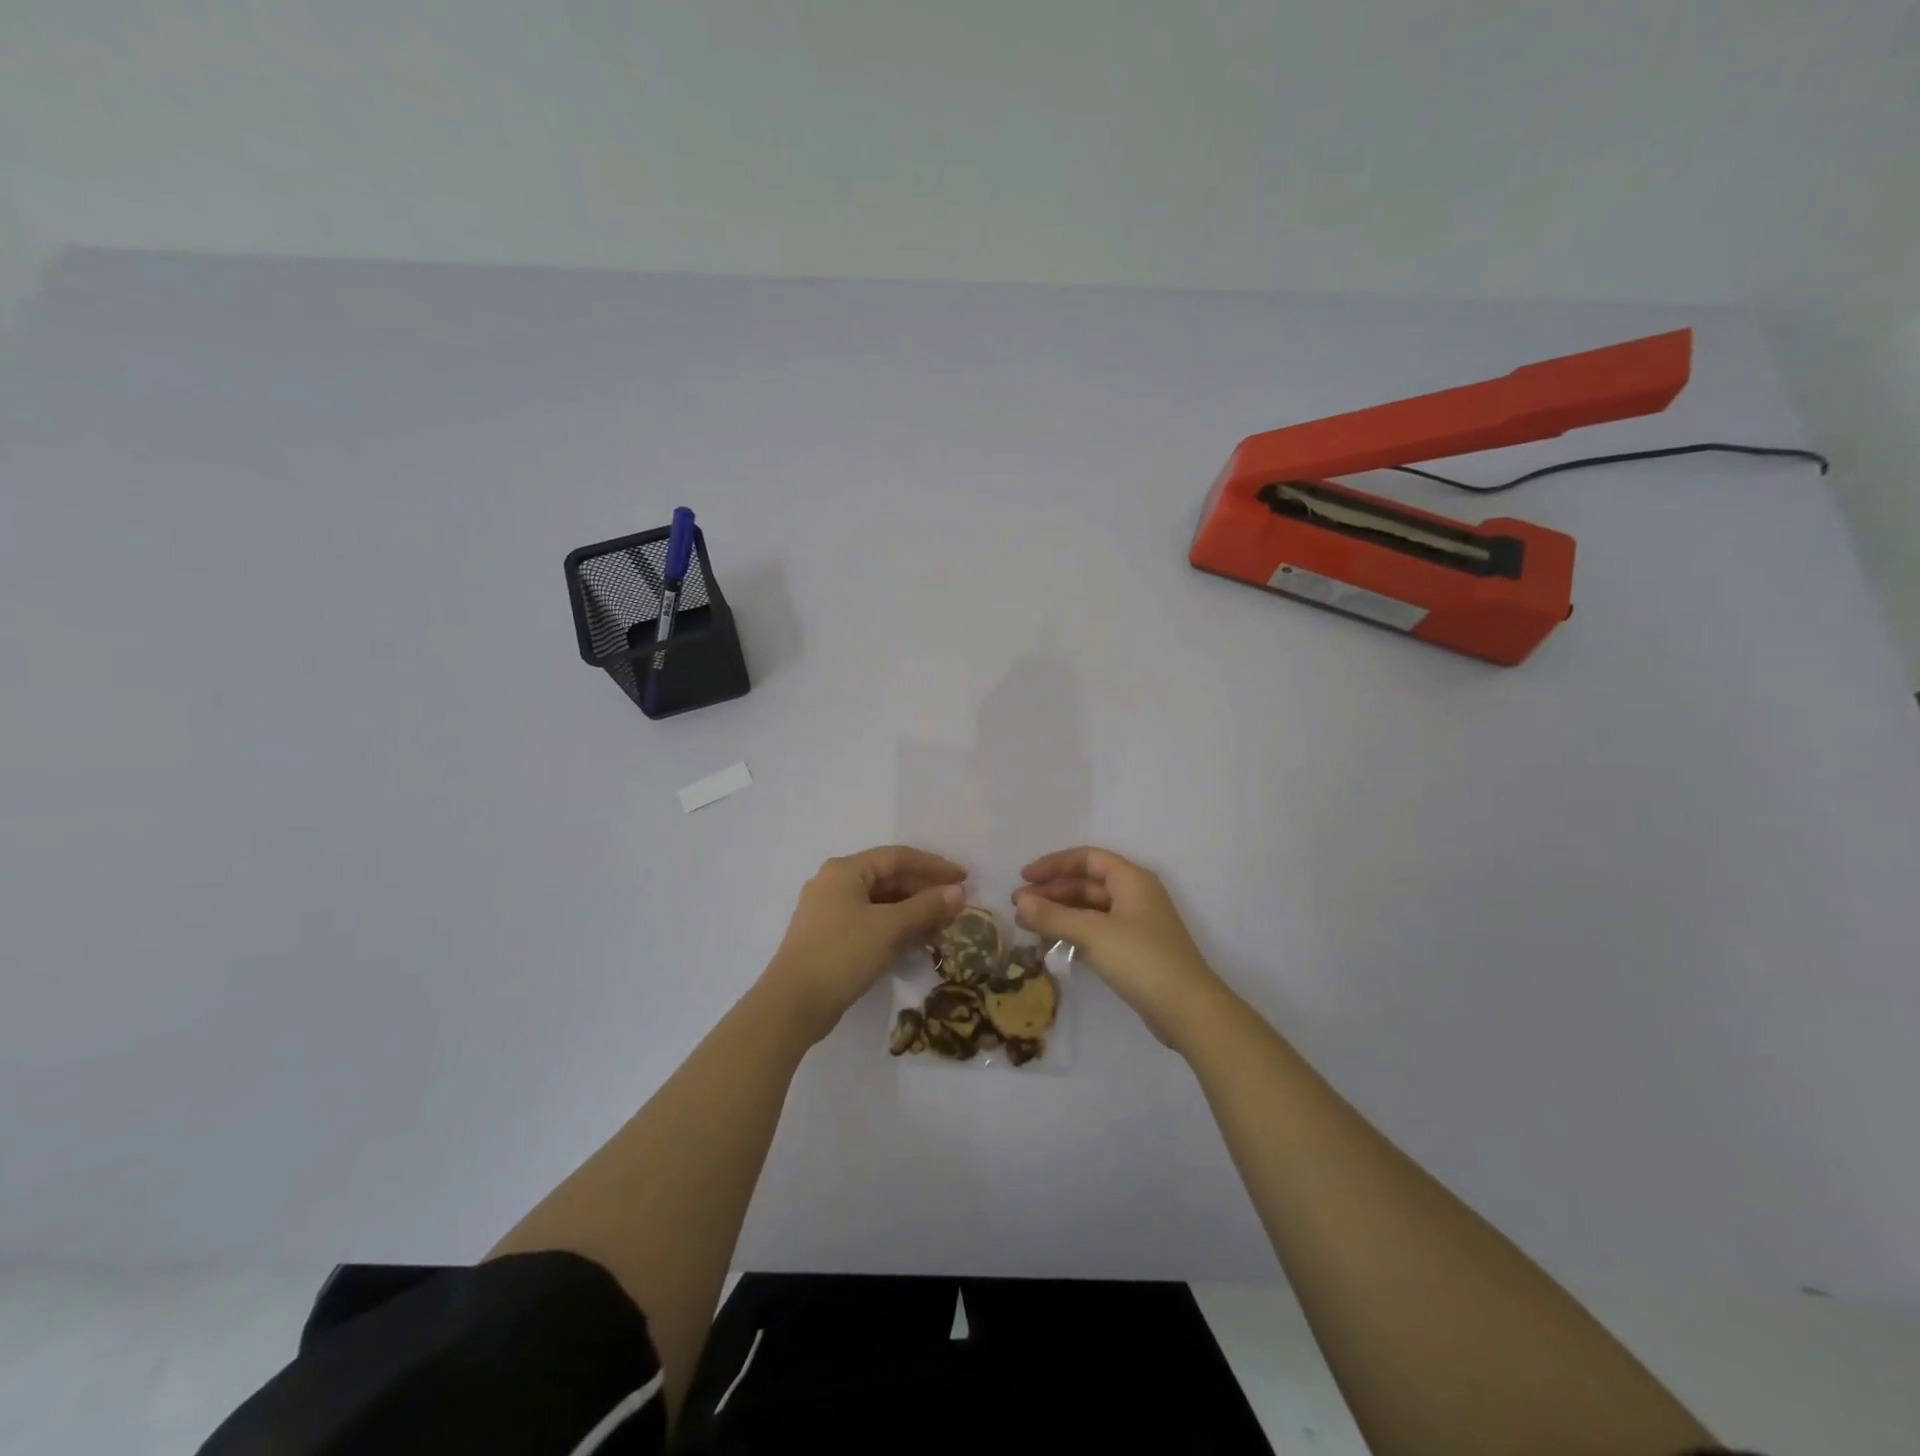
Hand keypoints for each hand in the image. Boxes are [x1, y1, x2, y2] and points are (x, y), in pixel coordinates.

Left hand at [765, 846, 966, 1043]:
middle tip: (957, 904)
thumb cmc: (842, 954)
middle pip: (888, 878)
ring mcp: (829, 911)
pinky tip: (917, 941)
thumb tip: (958, 892)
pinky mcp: (830, 937)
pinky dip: (896, 927)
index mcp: (845, 870)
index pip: (897, 857)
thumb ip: (926, 907)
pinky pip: (871, 922)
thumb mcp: (889, 928)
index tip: (964, 878)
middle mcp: (835, 883)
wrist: (792, 1005)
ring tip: (943, 924)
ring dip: (913, 911)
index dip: (933, 866)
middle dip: (924, 891)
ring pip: (881, 902)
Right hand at [1013, 846, 1228, 1047]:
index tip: (1024, 877)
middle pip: (1086, 884)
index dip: (1053, 864)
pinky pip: (1096, 931)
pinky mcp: (1134, 951)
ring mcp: (1136, 924)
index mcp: (1131, 879)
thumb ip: (1053, 916)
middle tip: (1018, 906)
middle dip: (1051, 892)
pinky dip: (1072, 933)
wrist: (1187, 1009)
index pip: (1087, 858)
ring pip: (1089, 910)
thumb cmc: (1140, 959)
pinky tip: (1050, 943)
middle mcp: (1135, 895)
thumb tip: (1020, 902)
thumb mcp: (1092, 933)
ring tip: (1026, 925)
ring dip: (1058, 914)